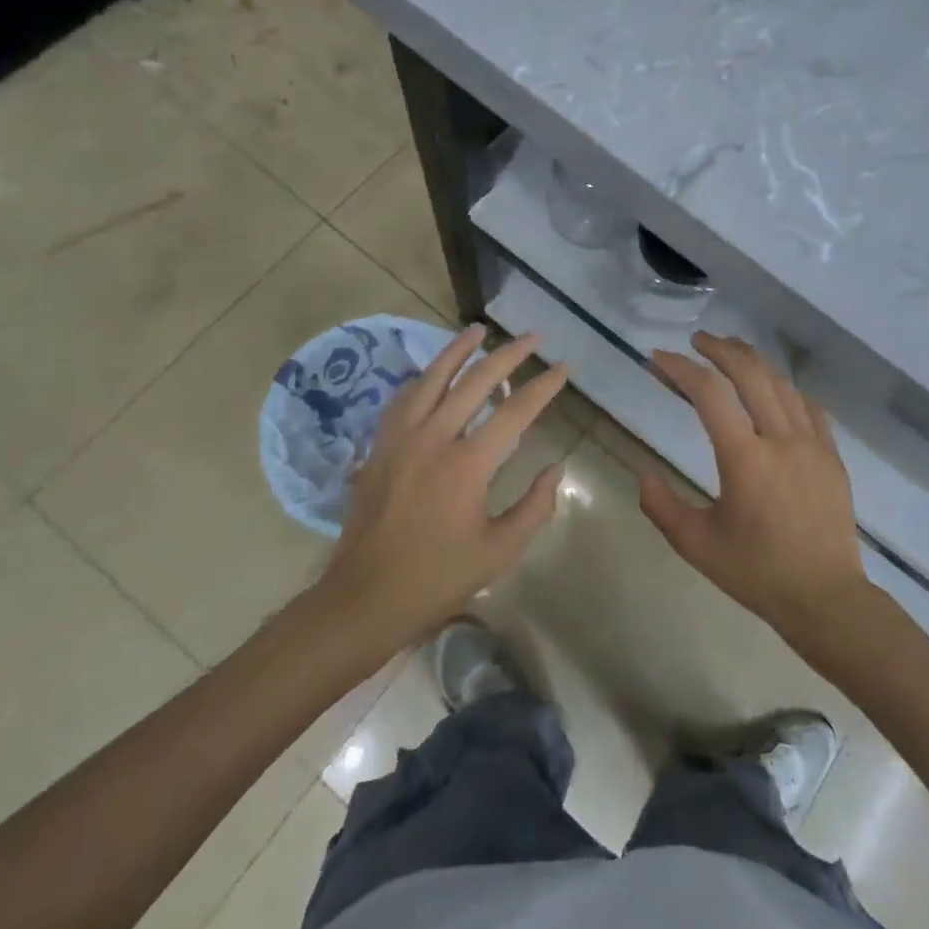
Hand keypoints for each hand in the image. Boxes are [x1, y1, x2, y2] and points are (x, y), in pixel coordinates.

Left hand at [314, 325, 567, 650]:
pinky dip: (423, 378)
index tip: (564, 368)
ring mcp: (401, 438)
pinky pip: (403, 398)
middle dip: (508, 354)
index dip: (544, 386)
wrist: (364, 598)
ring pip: (432, 377)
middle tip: (532, 337)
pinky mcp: (379, 446)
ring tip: (478, 330)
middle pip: (475, 380)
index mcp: (467, 464)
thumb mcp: (499, 551)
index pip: (515, 411)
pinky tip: (433, 372)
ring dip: (458, 350)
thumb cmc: (437, 577)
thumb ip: (535, 507)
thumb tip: (555, 469)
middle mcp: (433, 438)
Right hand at [641, 334, 870, 644]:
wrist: (825, 598)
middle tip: (697, 341)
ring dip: (753, 360)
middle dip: (719, 349)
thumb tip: (642, 472)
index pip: (707, 393)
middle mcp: (780, 439)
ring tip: (731, 351)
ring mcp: (812, 443)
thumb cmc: (757, 572)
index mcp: (744, 458)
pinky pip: (809, 405)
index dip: (680, 368)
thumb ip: (662, 506)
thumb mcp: (697, 545)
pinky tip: (774, 386)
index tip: (658, 358)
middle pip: (749, 373)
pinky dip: (785, 386)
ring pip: (780, 383)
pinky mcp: (831, 454)